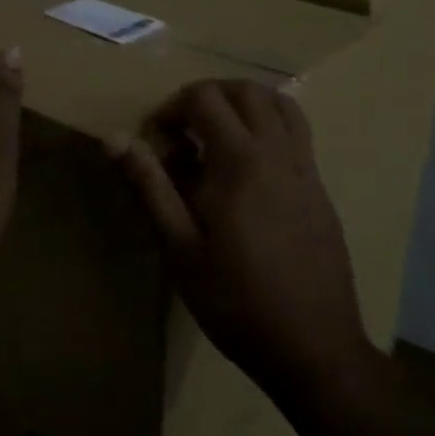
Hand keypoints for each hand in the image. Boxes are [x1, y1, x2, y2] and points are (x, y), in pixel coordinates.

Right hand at [114, 80, 374, 405]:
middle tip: (183, 130)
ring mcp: (306, 169)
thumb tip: (114, 139)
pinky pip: (298, 134)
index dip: (172, 108)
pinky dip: (269, 127)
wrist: (312, 345)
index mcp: (240, 160)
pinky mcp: (320, 189)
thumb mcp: (179, 247)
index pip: (205, 98)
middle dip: (208, 96)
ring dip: (245, 104)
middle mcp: (278, 152)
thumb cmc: (235, 300)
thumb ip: (149, 186)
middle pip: (247, 90)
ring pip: (280, 105)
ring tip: (218, 136)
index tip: (155, 141)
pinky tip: (249, 170)